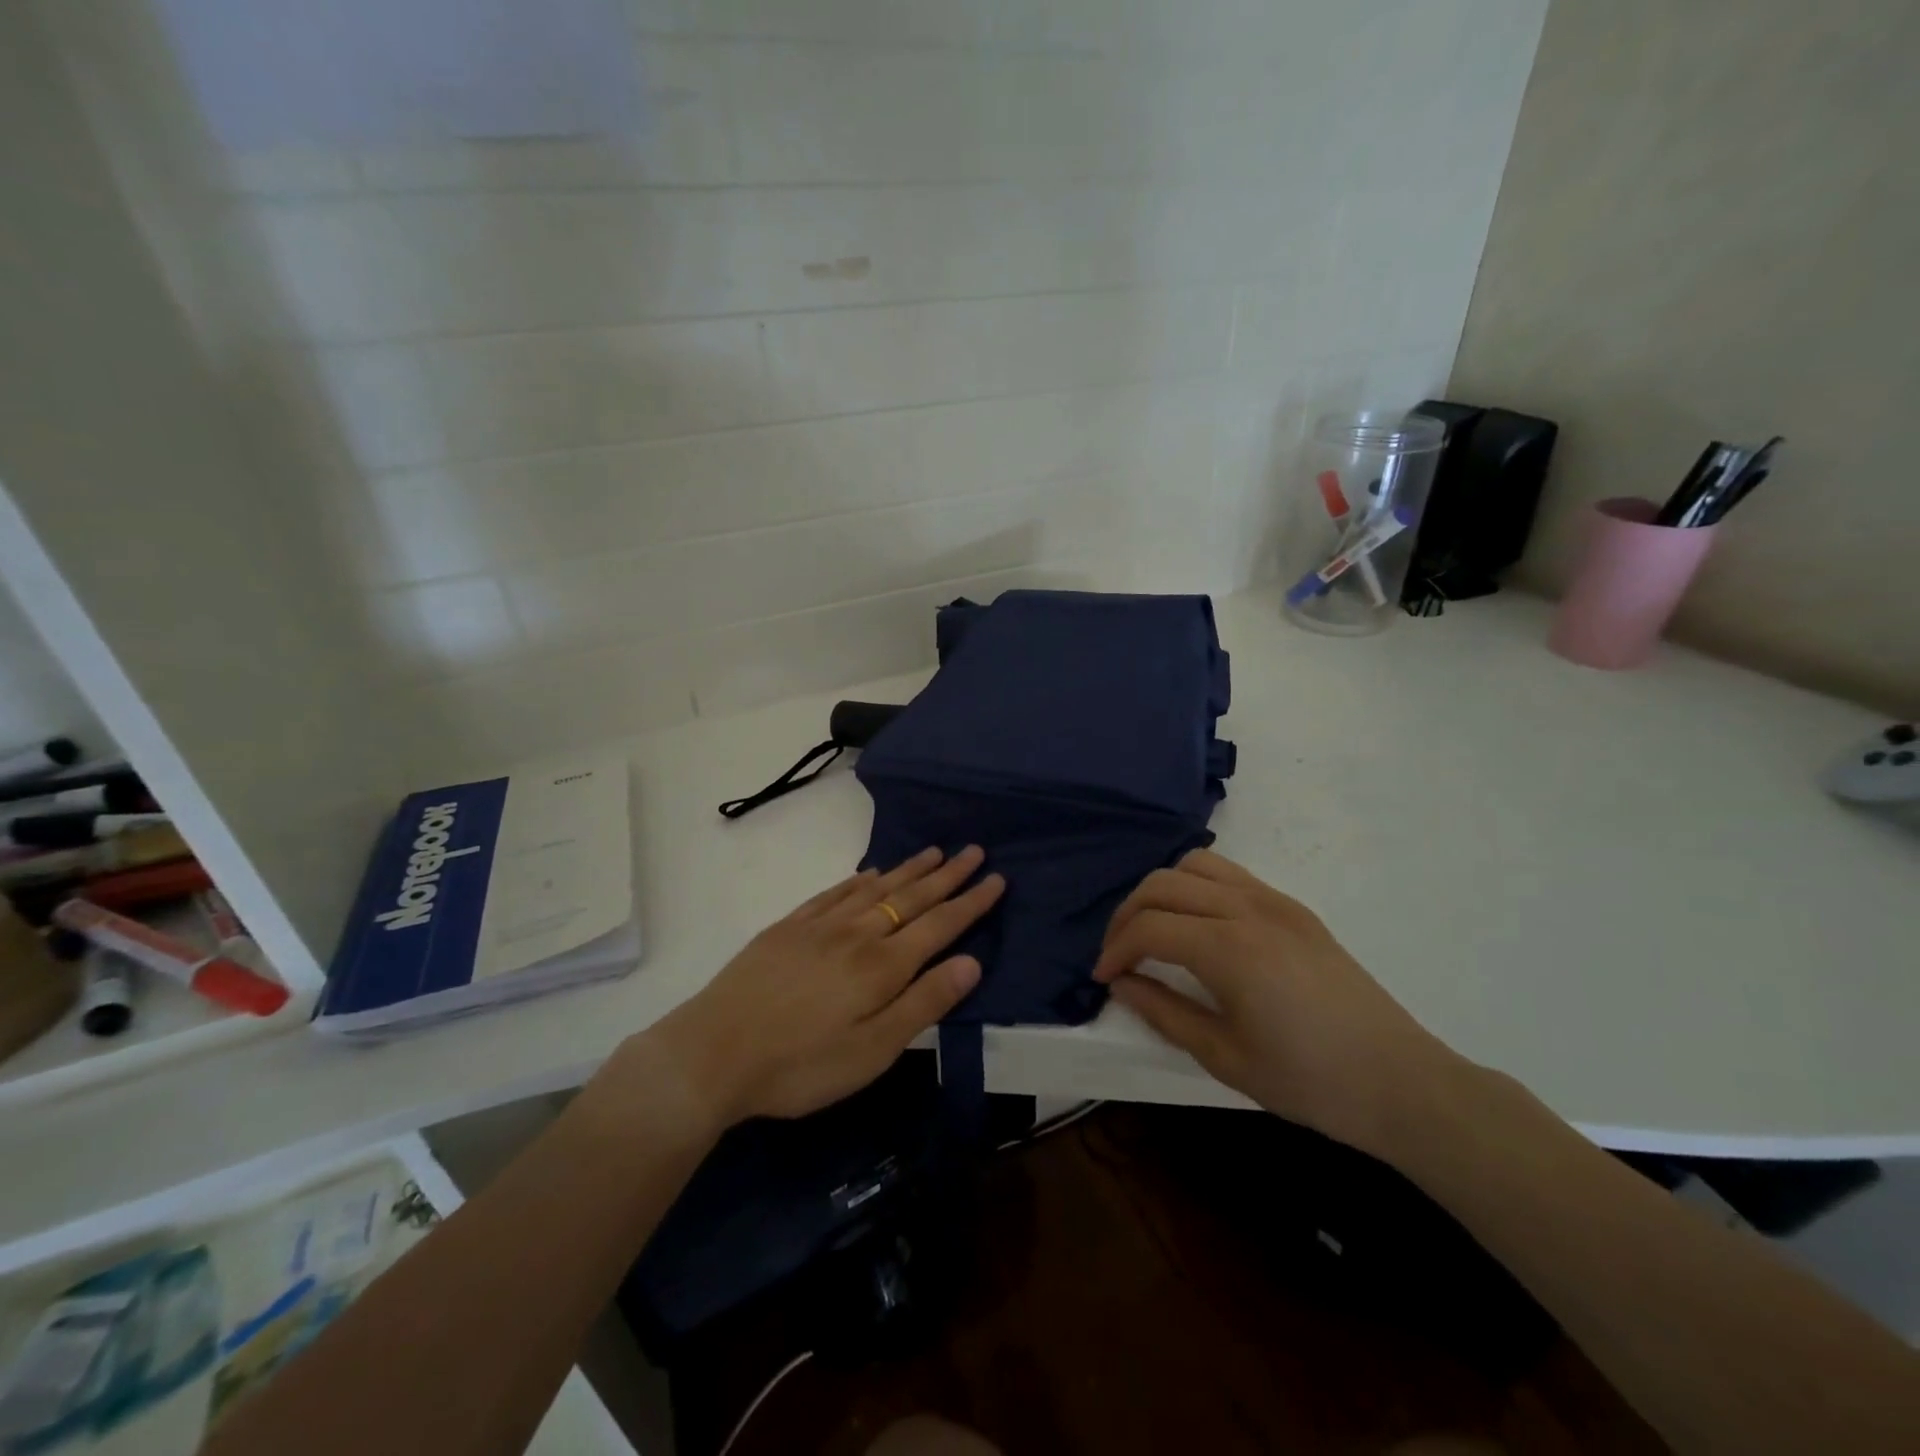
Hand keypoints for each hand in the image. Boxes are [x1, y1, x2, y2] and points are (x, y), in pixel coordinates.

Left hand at [645, 846, 1003, 1128]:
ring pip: (876, 888)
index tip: (996, 878)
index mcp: (882, 966)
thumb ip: (923, 1003)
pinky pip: (835, 893)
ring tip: (934, 852)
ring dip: (908, 870)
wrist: (712, 1053)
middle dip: (947, 876)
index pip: (939, 925)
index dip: (970, 902)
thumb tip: (971, 963)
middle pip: (911, 898)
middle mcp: (857, 934)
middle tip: (974, 851)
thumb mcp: (872, 1051)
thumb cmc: (800, 1066)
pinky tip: (870, 873)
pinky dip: (859, 879)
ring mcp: (820, 926)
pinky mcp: (789, 928)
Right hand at [1093, 848, 1457, 1161]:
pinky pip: (1230, 875)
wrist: (1402, 1083)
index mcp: (1229, 949)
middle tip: (1119, 955)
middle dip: (1127, 915)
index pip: (1149, 928)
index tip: (1104, 977)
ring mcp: (1275, 901)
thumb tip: (1121, 983)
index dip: (1116, 949)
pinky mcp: (1294, 908)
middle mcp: (1248, 909)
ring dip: (1161, 891)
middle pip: (1162, 885)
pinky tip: (1197, 925)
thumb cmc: (1310, 1081)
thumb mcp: (1225, 1057)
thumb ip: (1163, 1012)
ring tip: (1154, 931)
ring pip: (1195, 866)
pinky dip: (1196, 887)